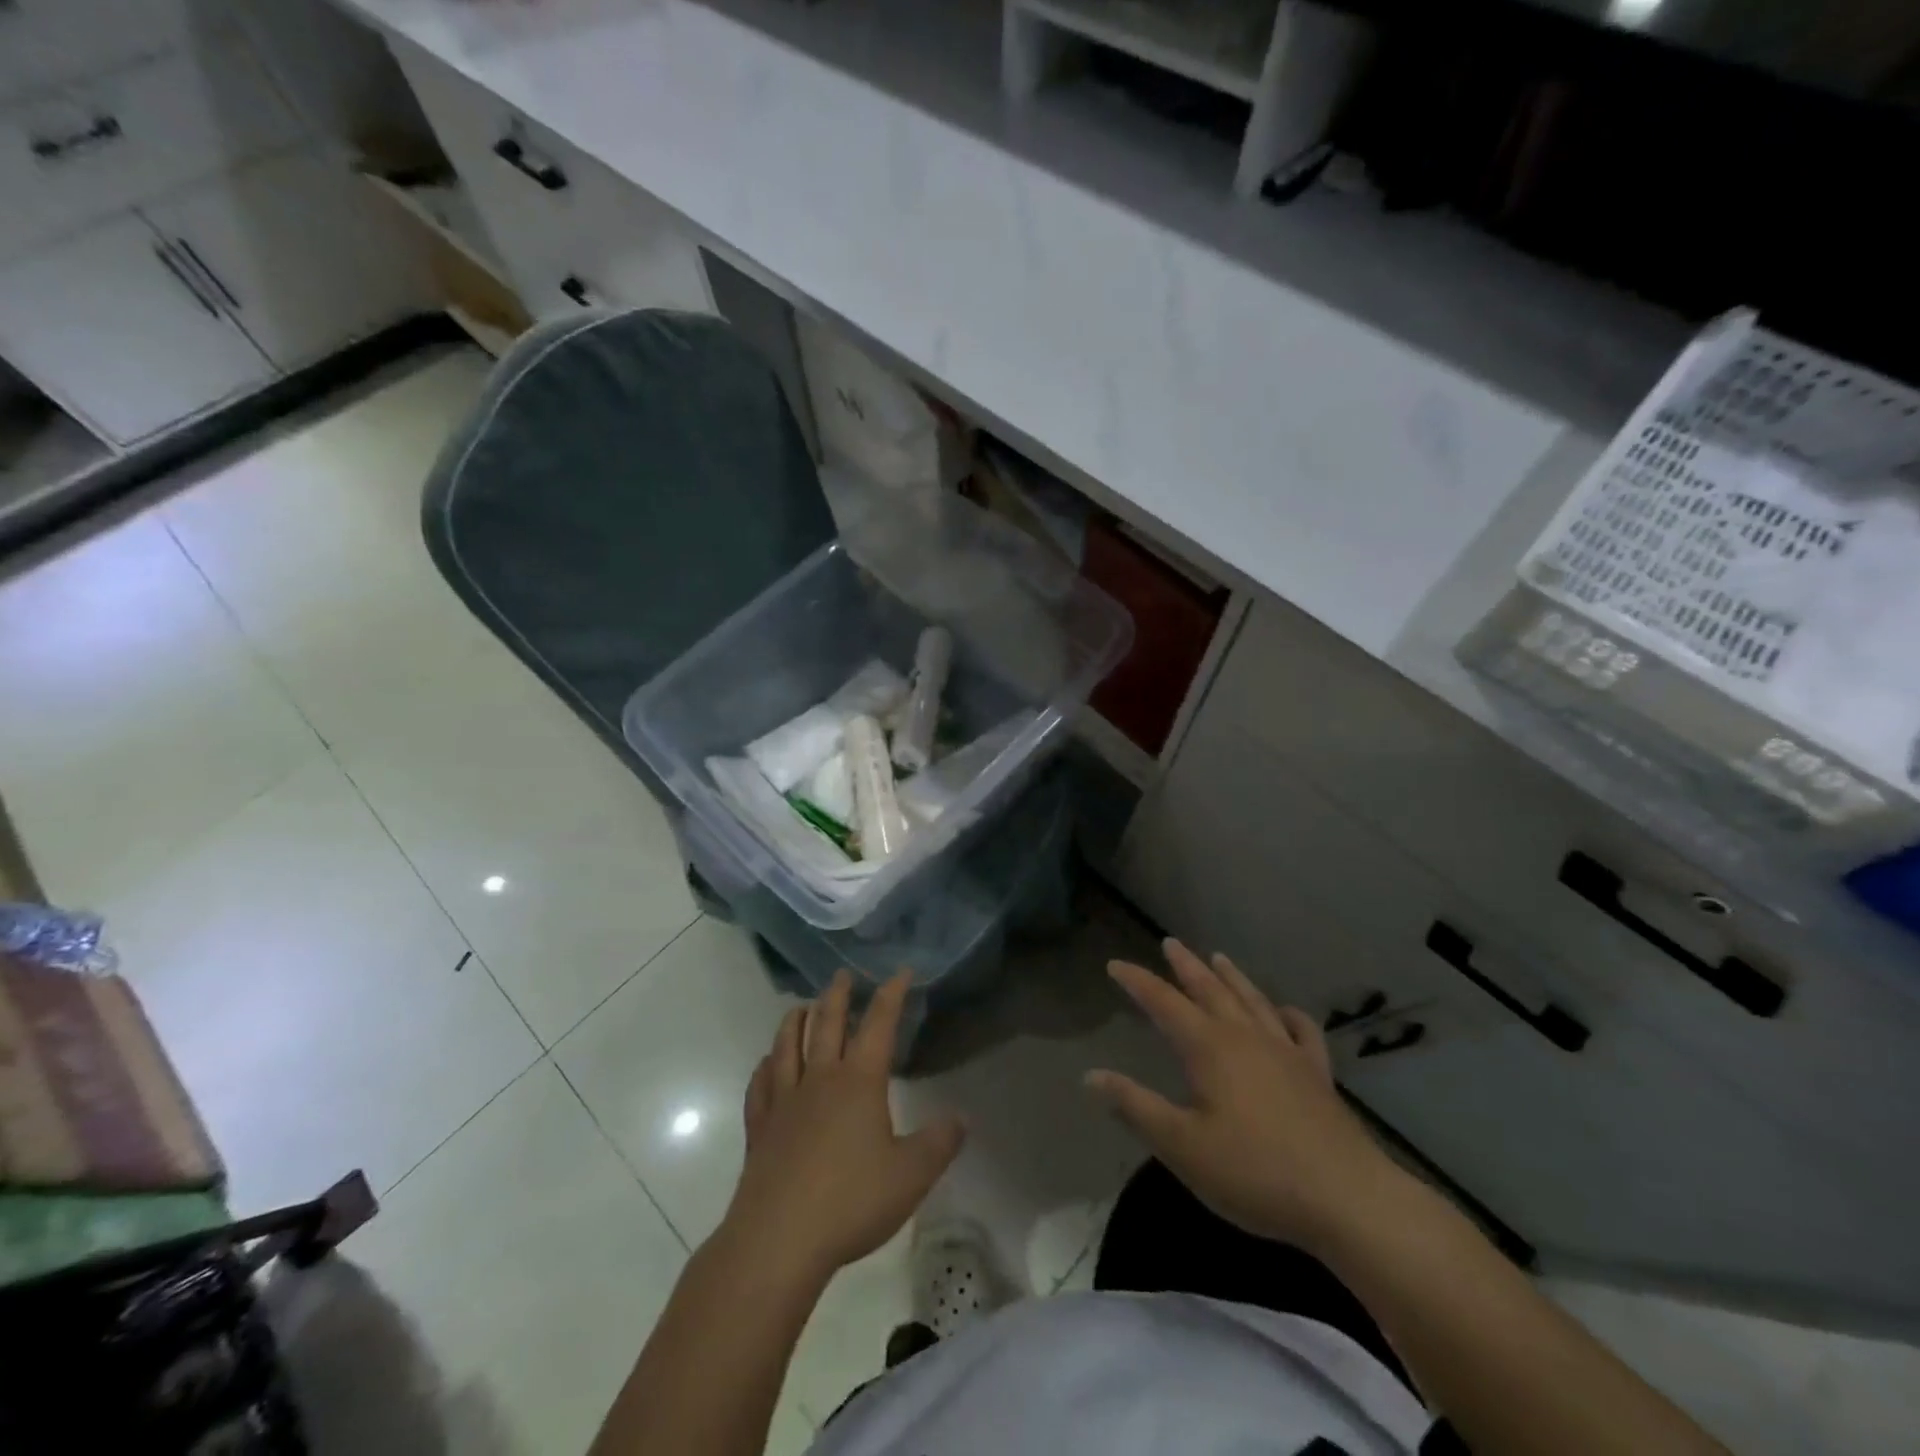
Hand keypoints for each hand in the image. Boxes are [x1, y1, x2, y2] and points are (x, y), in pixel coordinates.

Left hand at [721, 970, 965, 1285]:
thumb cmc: (850, 1201)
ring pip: (788, 1045)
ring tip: (801, 1006)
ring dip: (795, 1020)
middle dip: (837, 995)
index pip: (878, 1024)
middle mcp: (820, 1079)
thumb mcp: (911, 1176)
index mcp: (858, 1081)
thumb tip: (961, 1118)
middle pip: (826, 1023)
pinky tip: (767, 1064)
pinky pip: (760, 1085)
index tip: (901, 971)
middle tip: (842, 974)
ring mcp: (784, 1101)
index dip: (891, 994)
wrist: (778, 1239)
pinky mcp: (760, 1128)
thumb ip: (938, 1143)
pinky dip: (765, 1066)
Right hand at [1087, 940, 1407, 1254]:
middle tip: (1170, 943)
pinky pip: (1301, 1031)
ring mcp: (1286, 1052)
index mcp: (1209, 1047)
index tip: (1115, 964)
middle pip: (1210, 989)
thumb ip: (1135, 1106)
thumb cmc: (1254, 1172)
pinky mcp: (1317, 1075)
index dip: (1138, 982)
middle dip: (1186, 966)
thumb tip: (1091, 1076)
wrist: (1347, 1199)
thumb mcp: (1182, 1145)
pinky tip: (1283, 1011)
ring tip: (1218, 957)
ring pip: (1252, 1000)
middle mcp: (1245, 1037)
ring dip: (1231, 977)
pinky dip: (1288, 1014)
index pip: (1163, 1003)